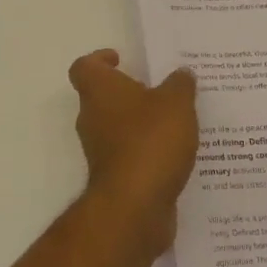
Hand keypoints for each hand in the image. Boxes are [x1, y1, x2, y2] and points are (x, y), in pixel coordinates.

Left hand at [69, 50, 199, 253]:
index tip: (120, 59)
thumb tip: (182, 74)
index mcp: (99, 91)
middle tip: (159, 91)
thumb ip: (180, 85)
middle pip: (101, 97)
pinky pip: (130, 155)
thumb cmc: (149, 141)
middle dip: (128, 93)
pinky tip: (175, 153)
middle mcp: (92, 118)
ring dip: (139, 124)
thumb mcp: (176, 103)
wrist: (135, 206)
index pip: (85, 67)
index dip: (99, 60)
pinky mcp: (114, 178)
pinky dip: (146, 152)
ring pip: (116, 128)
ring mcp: (100, 150)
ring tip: (175, 122)